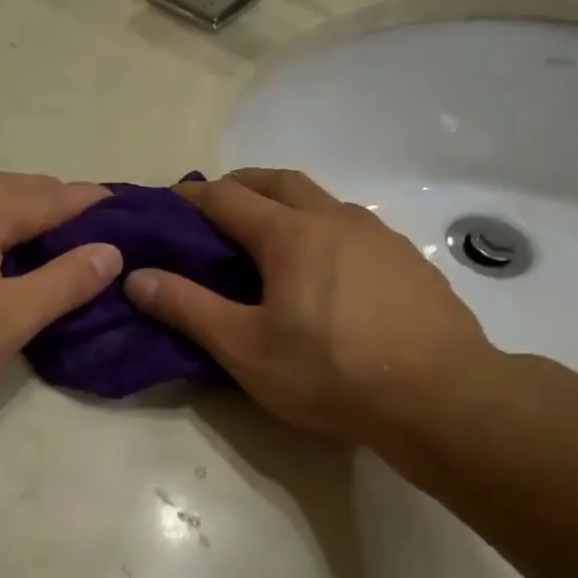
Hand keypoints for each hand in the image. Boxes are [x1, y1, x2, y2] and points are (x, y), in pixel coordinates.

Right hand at [124, 169, 496, 442]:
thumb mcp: (245, 348)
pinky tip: (319, 270)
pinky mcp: (405, 259)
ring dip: (282, 204)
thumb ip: (188, 309)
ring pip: (319, 200)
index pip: (226, 197)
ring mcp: (377, 236)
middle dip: (238, 185)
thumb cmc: (330, 372)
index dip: (190, 197)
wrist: (441, 396)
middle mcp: (334, 218)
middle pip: (277, 181)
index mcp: (290, 234)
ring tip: (263, 238)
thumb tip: (136, 277)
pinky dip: (318, 228)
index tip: (164, 202)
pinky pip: (349, 227)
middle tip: (212, 209)